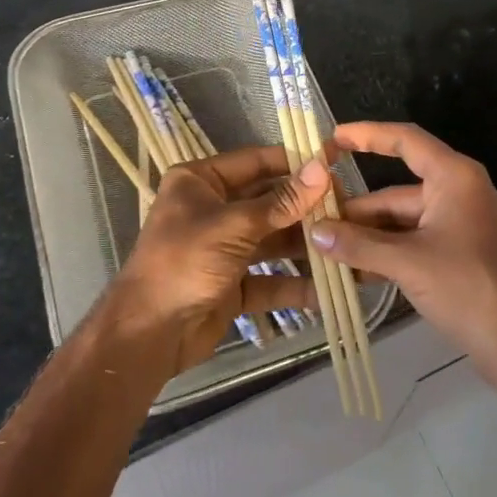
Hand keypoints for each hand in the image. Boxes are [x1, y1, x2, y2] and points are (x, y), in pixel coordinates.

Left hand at [105, 146, 325, 375]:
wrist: (147, 334)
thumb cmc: (184, 262)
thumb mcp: (234, 226)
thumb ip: (281, 201)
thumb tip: (322, 168)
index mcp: (200, 181)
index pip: (256, 161)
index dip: (295, 162)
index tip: (335, 164)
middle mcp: (212, 209)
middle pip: (268, 201)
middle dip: (306, 208)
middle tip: (349, 209)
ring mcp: (222, 249)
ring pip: (272, 241)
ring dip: (306, 246)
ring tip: (347, 246)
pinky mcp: (231, 285)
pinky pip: (269, 279)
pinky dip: (294, 285)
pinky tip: (328, 290)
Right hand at [313, 122, 496, 420]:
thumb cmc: (469, 288)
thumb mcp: (408, 262)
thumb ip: (358, 244)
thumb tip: (314, 232)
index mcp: (453, 177)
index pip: (405, 140)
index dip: (367, 135)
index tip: (332, 137)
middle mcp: (457, 192)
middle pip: (396, 190)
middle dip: (357, 208)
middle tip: (313, 219)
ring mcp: (459, 225)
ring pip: (402, 220)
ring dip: (368, 235)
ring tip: (324, 248)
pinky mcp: (459, 254)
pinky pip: (414, 242)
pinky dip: (386, 252)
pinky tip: (353, 270)